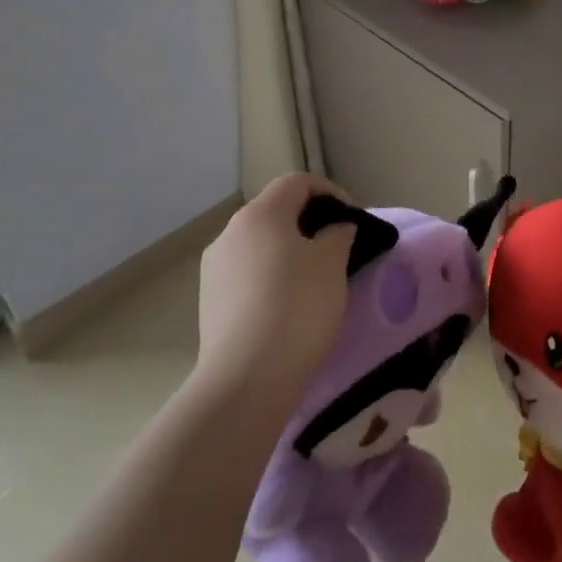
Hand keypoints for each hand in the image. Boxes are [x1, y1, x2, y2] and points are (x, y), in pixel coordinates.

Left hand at [195, 173, 356, 405]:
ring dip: (289, 250)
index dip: (330, 192)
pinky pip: (247, 273)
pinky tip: (287, 305)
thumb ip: (338, 234)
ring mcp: (215, 267)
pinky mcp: (210, 301)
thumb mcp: (333, 263)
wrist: (245, 379)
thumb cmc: (297, 307)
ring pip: (260, 243)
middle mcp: (230, 232)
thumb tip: (334, 229)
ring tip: (314, 279)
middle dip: (310, 222)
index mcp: (260, 214)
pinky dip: (270, 276)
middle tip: (338, 248)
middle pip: (276, 211)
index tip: (352, 219)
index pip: (298, 182)